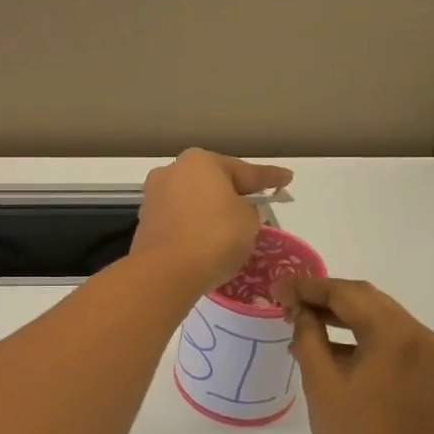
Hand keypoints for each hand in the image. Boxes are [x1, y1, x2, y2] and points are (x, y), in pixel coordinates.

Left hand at [130, 149, 292, 295]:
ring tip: (232, 225)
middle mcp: (172, 171)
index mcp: (201, 161)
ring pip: (194, 200)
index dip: (270, 178)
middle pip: (213, 181)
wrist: (166, 272)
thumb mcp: (249, 221)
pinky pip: (180, 219)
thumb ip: (248, 209)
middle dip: (233, 192)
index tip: (287, 179)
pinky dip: (195, 225)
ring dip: (211, 210)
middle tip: (257, 202)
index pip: (245, 171)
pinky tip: (207, 238)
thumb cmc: (215, 237)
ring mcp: (154, 196)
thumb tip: (235, 210)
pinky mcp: (146, 222)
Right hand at [277, 276, 433, 433]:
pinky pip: (386, 337)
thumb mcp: (321, 383)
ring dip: (339, 315)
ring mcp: (425, 353)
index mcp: (395, 334)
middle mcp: (418, 334)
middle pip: (365, 299)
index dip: (308, 287)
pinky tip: (325, 345)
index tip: (276, 289)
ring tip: (299, 322)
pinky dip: (356, 334)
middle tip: (285, 302)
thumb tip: (299, 309)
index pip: (346, 293)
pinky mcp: (423, 370)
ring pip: (376, 316)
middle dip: (323, 297)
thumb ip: (307, 336)